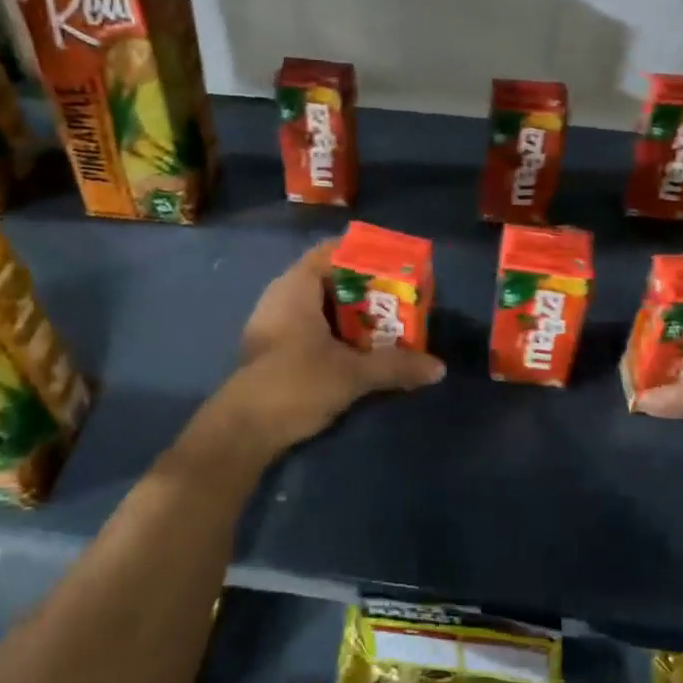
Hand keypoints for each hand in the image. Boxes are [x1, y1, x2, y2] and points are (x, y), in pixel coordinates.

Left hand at [215, 240, 445, 451]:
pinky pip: (310, 327)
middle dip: (365, 289)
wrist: (243, 430)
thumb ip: (396, 366)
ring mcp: (273, 324)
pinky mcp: (272, 349)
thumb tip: (439, 368)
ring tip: (386, 325)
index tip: (396, 265)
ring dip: (351, 315)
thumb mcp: (352, 374)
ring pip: (320, 307)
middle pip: (329, 279)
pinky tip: (359, 351)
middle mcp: (281, 297)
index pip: (332, 252)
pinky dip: (335, 333)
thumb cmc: (296, 384)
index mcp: (296, 287)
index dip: (364, 255)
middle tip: (400, 299)